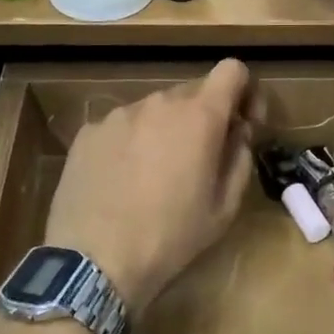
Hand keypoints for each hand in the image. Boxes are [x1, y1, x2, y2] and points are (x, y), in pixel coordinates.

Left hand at [44, 61, 262, 316]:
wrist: (93, 262)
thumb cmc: (170, 238)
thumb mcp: (224, 208)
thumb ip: (240, 158)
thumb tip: (237, 132)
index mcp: (199, 115)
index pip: (232, 70)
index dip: (245, 91)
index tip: (243, 124)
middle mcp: (159, 102)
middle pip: (192, 92)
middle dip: (204, 118)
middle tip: (200, 160)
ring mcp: (119, 114)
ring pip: (155, 110)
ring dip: (165, 130)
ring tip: (155, 176)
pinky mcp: (88, 131)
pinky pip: (122, 127)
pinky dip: (130, 143)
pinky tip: (121, 181)